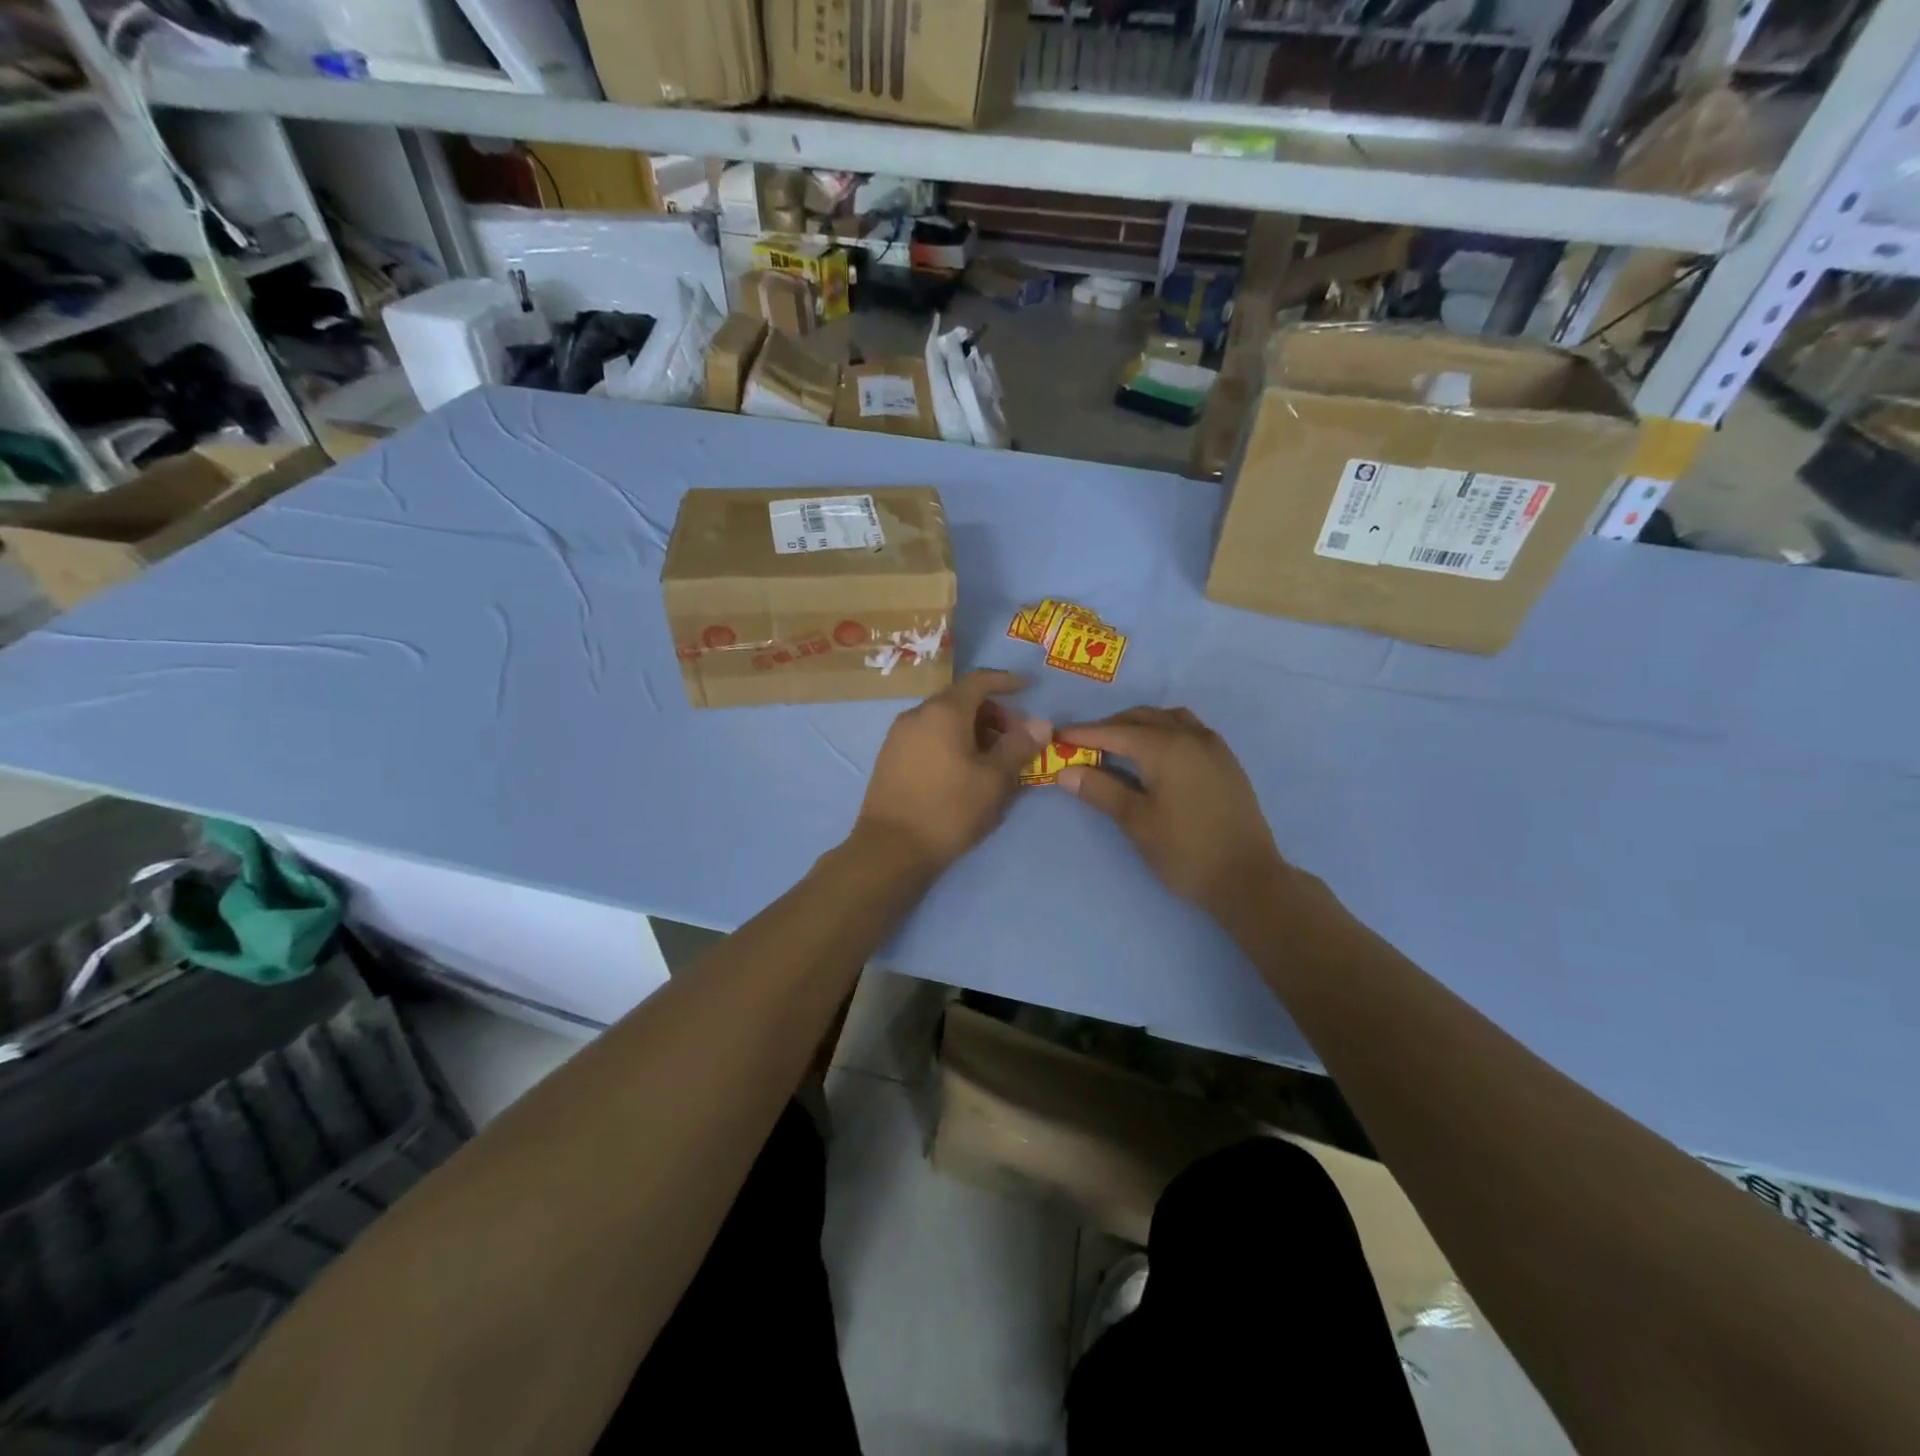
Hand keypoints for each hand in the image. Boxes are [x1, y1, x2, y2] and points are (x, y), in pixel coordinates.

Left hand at [854, 670, 1050, 873]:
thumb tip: (1040, 723)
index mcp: (943, 711)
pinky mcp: (890, 758)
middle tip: (1015, 739)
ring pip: (943, 720)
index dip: (1006, 681)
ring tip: (993, 760)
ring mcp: (898, 736)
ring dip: (972, 730)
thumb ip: (1018, 746)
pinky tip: (964, 771)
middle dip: (992, 713)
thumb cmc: (949, 809)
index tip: (1028, 689)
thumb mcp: (994, 780)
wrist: (890, 849)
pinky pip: (928, 737)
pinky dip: (951, 742)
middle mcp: (917, 714)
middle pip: (961, 700)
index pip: (978, 680)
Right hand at [1056, 707, 1288, 922]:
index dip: (1083, 734)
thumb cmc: (1186, 851)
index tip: (1056, 738)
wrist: (1248, 878)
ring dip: (1139, 725)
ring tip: (1118, 746)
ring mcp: (1213, 746)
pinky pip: (1188, 729)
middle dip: (1110, 727)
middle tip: (1083, 746)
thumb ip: (1100, 790)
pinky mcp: (1225, 761)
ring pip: (1168, 718)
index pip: (1114, 732)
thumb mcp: (1137, 822)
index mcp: (1165, 747)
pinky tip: (1155, 755)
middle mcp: (1190, 736)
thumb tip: (1065, 772)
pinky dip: (1163, 731)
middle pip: (1142, 718)